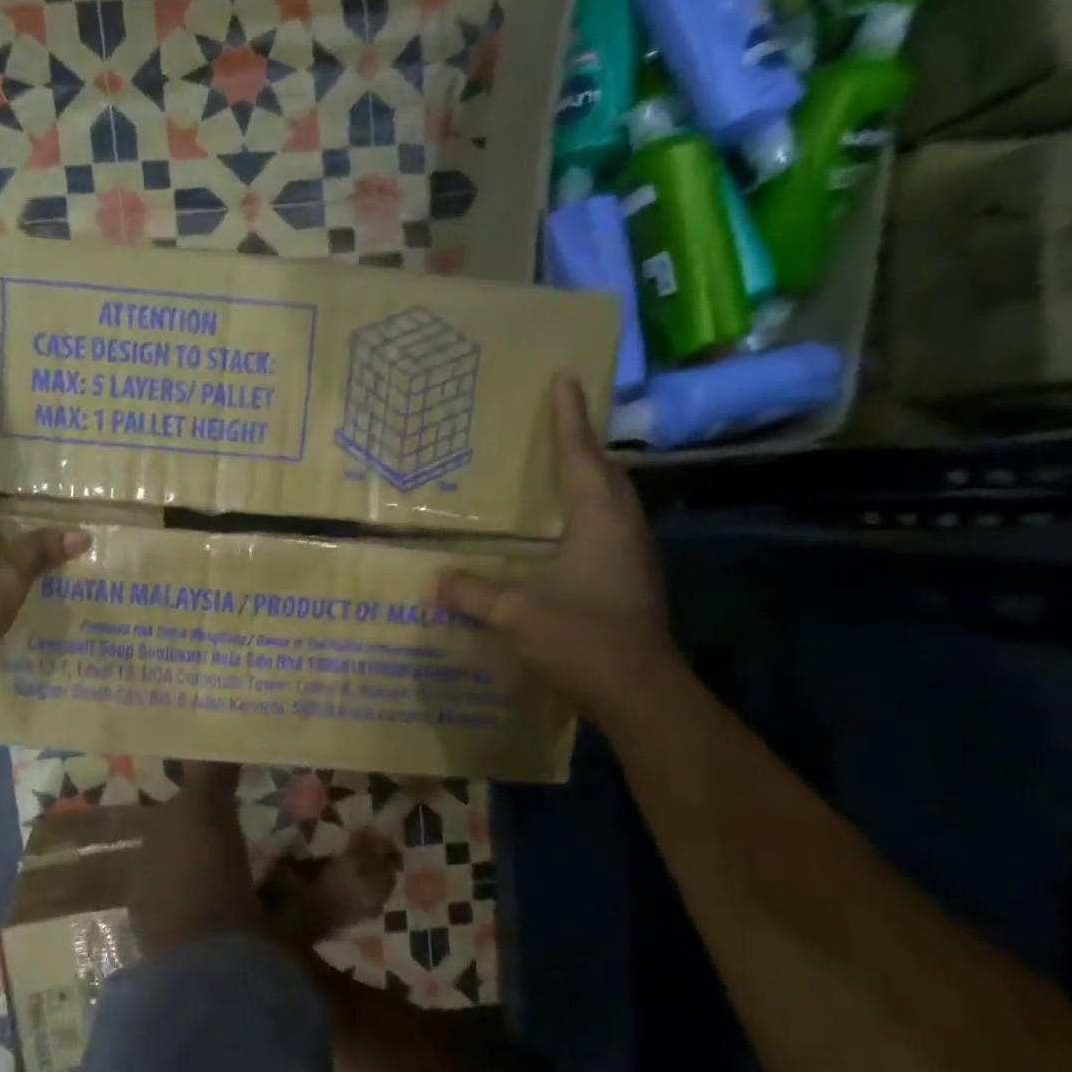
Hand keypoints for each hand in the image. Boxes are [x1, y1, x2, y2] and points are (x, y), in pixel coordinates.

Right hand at [436, 376, 669, 716]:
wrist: (639, 692)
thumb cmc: (582, 639)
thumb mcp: (517, 613)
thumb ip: (473, 593)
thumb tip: (432, 581)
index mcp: (599, 522)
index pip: (582, 457)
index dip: (570, 419)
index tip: (565, 380)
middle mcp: (622, 530)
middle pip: (605, 474)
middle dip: (582, 446)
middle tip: (556, 426)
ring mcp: (631, 557)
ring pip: (610, 503)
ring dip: (587, 481)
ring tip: (557, 473)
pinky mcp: (630, 582)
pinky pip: (606, 531)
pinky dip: (585, 517)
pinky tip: (561, 534)